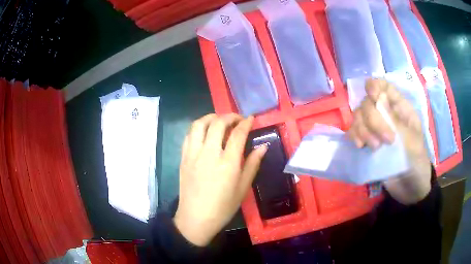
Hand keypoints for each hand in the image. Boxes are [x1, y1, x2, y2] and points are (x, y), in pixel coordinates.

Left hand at [174, 113, 266, 245]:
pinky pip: (189, 135)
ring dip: (211, 117)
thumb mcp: (243, 188)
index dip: (245, 123)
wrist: (196, 218)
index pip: (237, 134)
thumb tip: (263, 146)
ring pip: (199, 124)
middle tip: (237, 119)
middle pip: (217, 123)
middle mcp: (208, 154)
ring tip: (219, 121)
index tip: (251, 119)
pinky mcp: (183, 158)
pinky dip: (198, 128)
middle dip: (229, 116)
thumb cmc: (223, 207)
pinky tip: (205, 133)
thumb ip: (252, 164)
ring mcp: (193, 154)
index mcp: (227, 163)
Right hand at [348, 79, 430, 204]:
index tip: (373, 98)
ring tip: (374, 148)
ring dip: (363, 130)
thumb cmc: (416, 160)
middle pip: (368, 102)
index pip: (384, 86)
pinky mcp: (368, 143)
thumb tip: (377, 96)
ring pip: (358, 116)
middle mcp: (386, 114)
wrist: (409, 186)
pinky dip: (354, 136)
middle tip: (384, 141)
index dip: (375, 87)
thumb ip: (394, 119)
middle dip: (373, 120)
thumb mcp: (410, 139)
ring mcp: (375, 129)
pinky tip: (360, 147)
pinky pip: (354, 132)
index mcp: (400, 108)